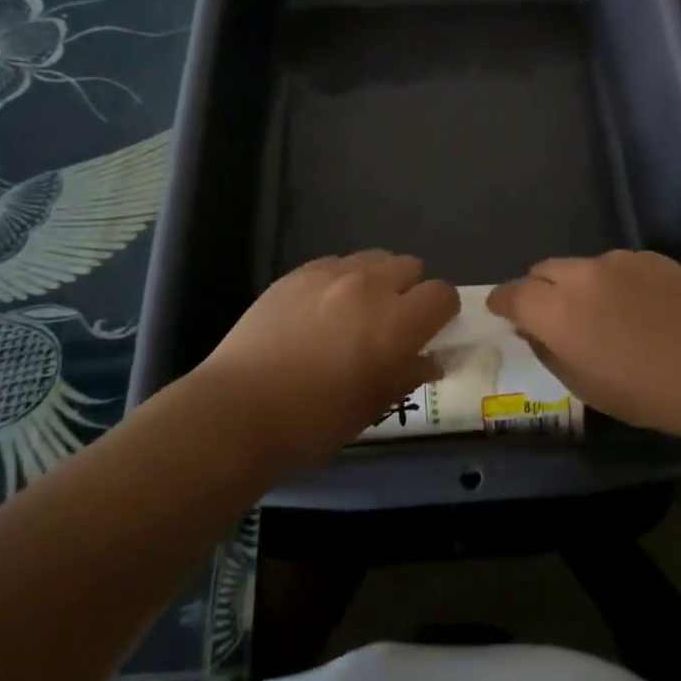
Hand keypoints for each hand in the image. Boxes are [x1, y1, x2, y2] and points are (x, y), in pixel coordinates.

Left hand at [193, 251, 458, 474]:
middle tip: (390, 324)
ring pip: (373, 258)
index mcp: (396, 322)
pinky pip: (335, 263)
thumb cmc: (313, 423)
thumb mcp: (373, 407)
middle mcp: (370, 286)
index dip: (441, 312)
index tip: (429, 331)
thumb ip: (408, 374)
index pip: (442, 294)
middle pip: (410, 266)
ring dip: (376, 280)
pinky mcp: (297, 273)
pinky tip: (319, 311)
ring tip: (354, 312)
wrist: (237, 412)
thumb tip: (430, 360)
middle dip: (409, 291)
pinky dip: (339, 280)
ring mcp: (330, 273)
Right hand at [489, 250, 680, 444]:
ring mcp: (617, 260)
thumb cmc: (646, 393)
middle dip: (539, 290)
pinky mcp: (649, 257)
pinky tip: (641, 307)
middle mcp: (581, 275)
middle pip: (542, 271)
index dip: (502, 302)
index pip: (512, 294)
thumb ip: (548, 351)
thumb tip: (533, 330)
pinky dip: (614, 281)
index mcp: (557, 311)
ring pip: (581, 266)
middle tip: (553, 316)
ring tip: (605, 313)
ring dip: (579, 285)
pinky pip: (617, 265)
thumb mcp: (584, 386)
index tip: (501, 311)